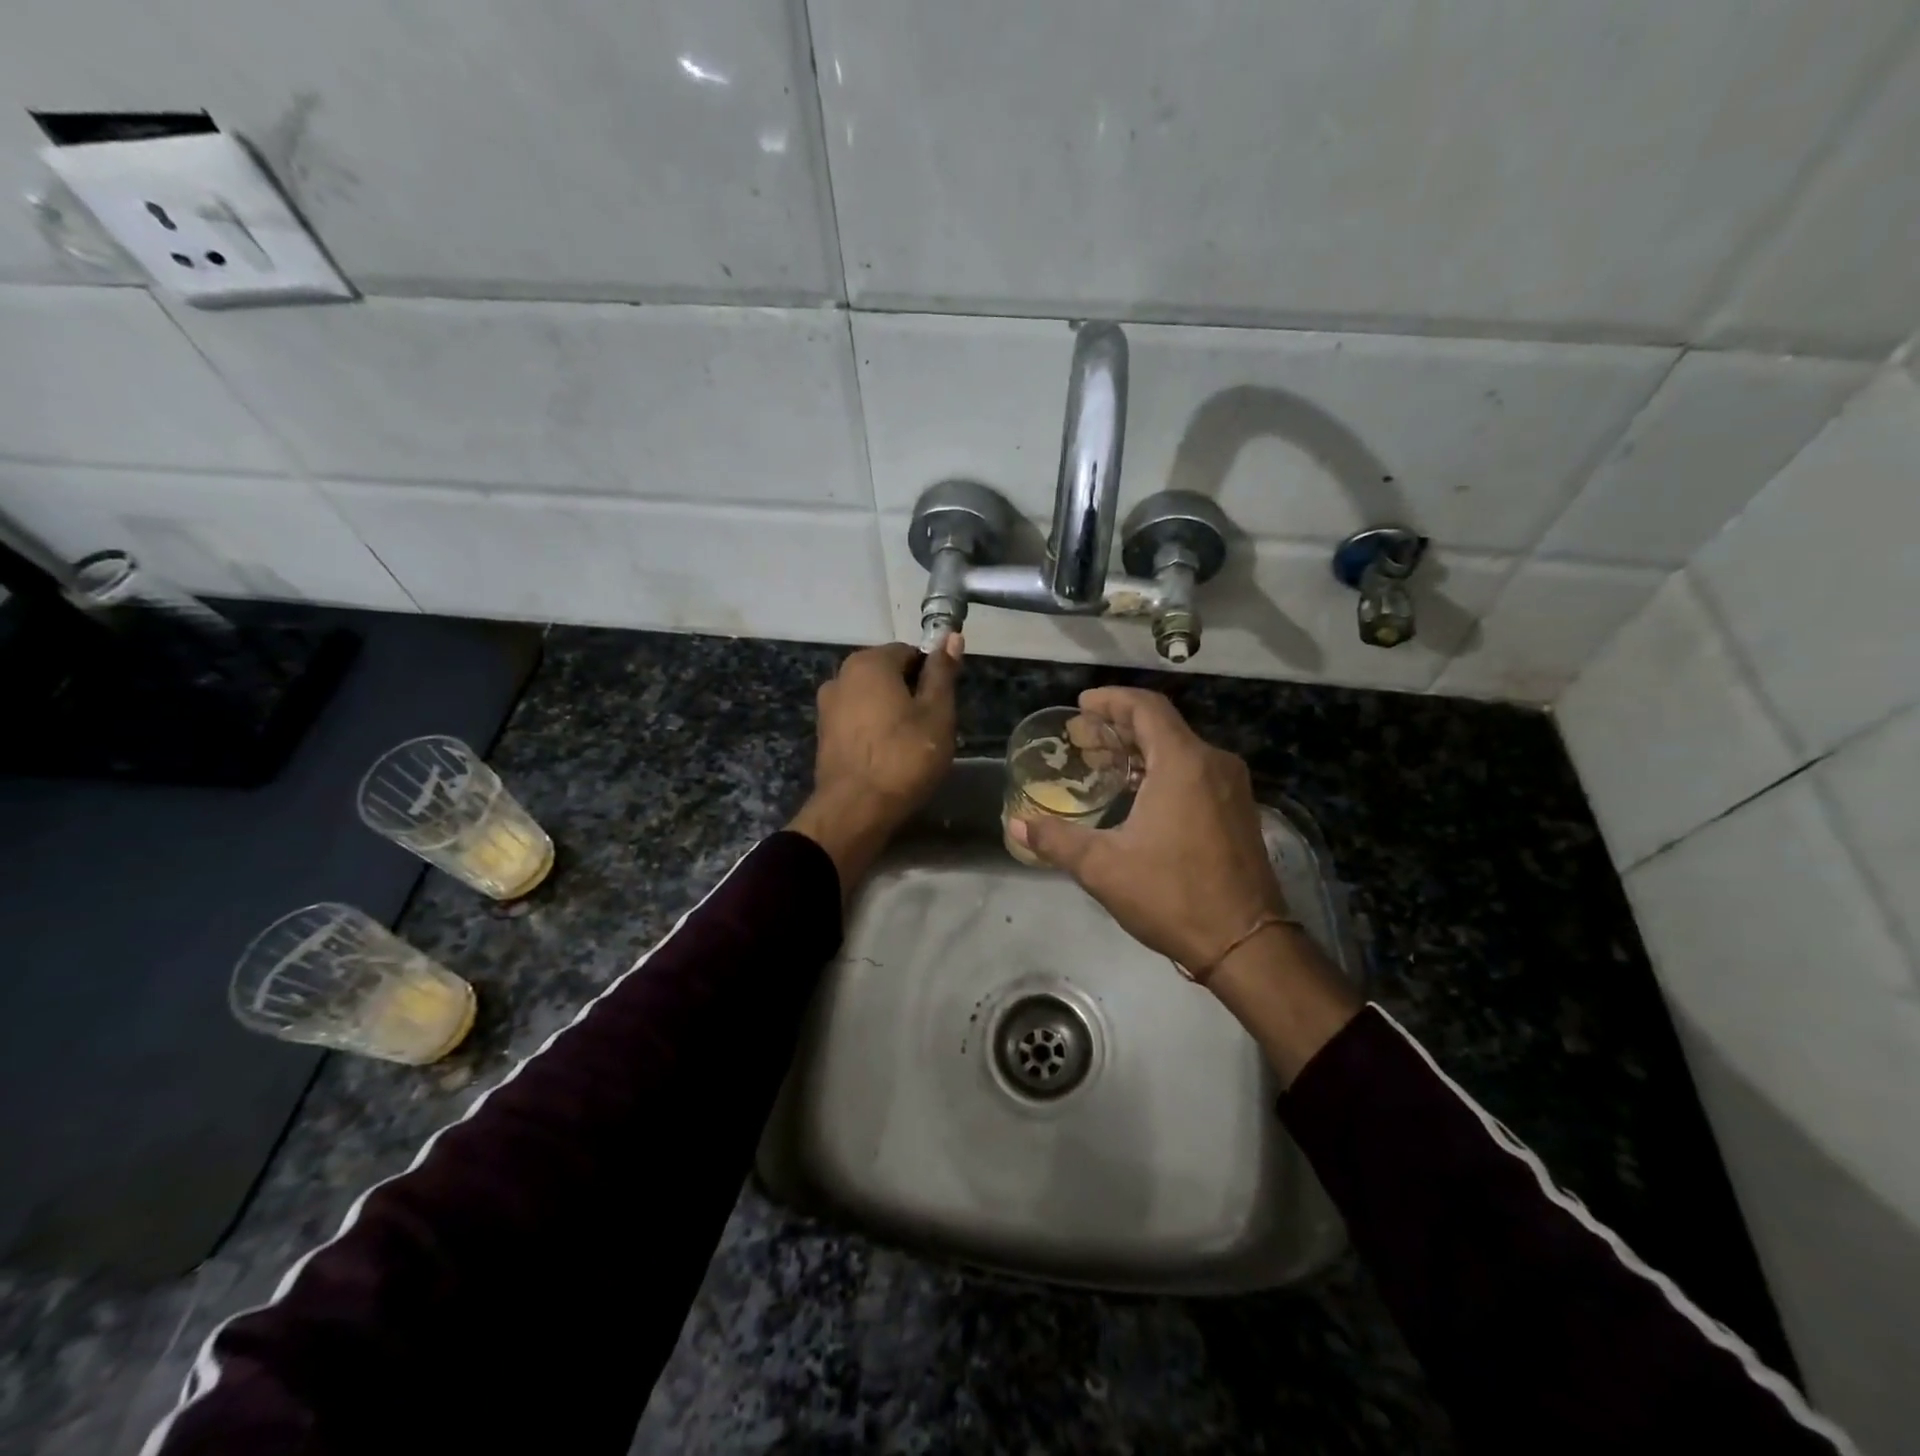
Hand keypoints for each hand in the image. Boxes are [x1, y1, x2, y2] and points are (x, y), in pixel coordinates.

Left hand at [789, 636, 962, 894]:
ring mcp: (827, 706)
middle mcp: (841, 676)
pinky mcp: (823, 735)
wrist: (855, 810)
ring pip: (872, 699)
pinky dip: (874, 731)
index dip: (932, 675)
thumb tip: (951, 635)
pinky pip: (857, 721)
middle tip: (931, 728)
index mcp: (869, 662)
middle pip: (888, 674)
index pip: (910, 652)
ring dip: (892, 713)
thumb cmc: (904, 757)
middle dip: (911, 694)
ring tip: (911, 746)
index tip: (943, 704)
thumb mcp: (936, 713)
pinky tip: (888, 756)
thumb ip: (942, 672)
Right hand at [1009, 687, 1283, 971]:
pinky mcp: (1237, 810)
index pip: (1145, 708)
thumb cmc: (1172, 896)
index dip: (1111, 700)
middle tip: (1081, 738)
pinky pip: (1195, 771)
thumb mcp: (1103, 867)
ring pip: (1180, 749)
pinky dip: (1161, 769)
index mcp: (1183, 763)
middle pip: (1162, 725)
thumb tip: (1016, 824)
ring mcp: (1230, 787)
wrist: (1246, 944)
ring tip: (1102, 763)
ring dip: (1140, 749)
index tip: (1082, 705)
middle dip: (1119, 726)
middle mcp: (1212, 763)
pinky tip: (1137, 792)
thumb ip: (1056, 840)